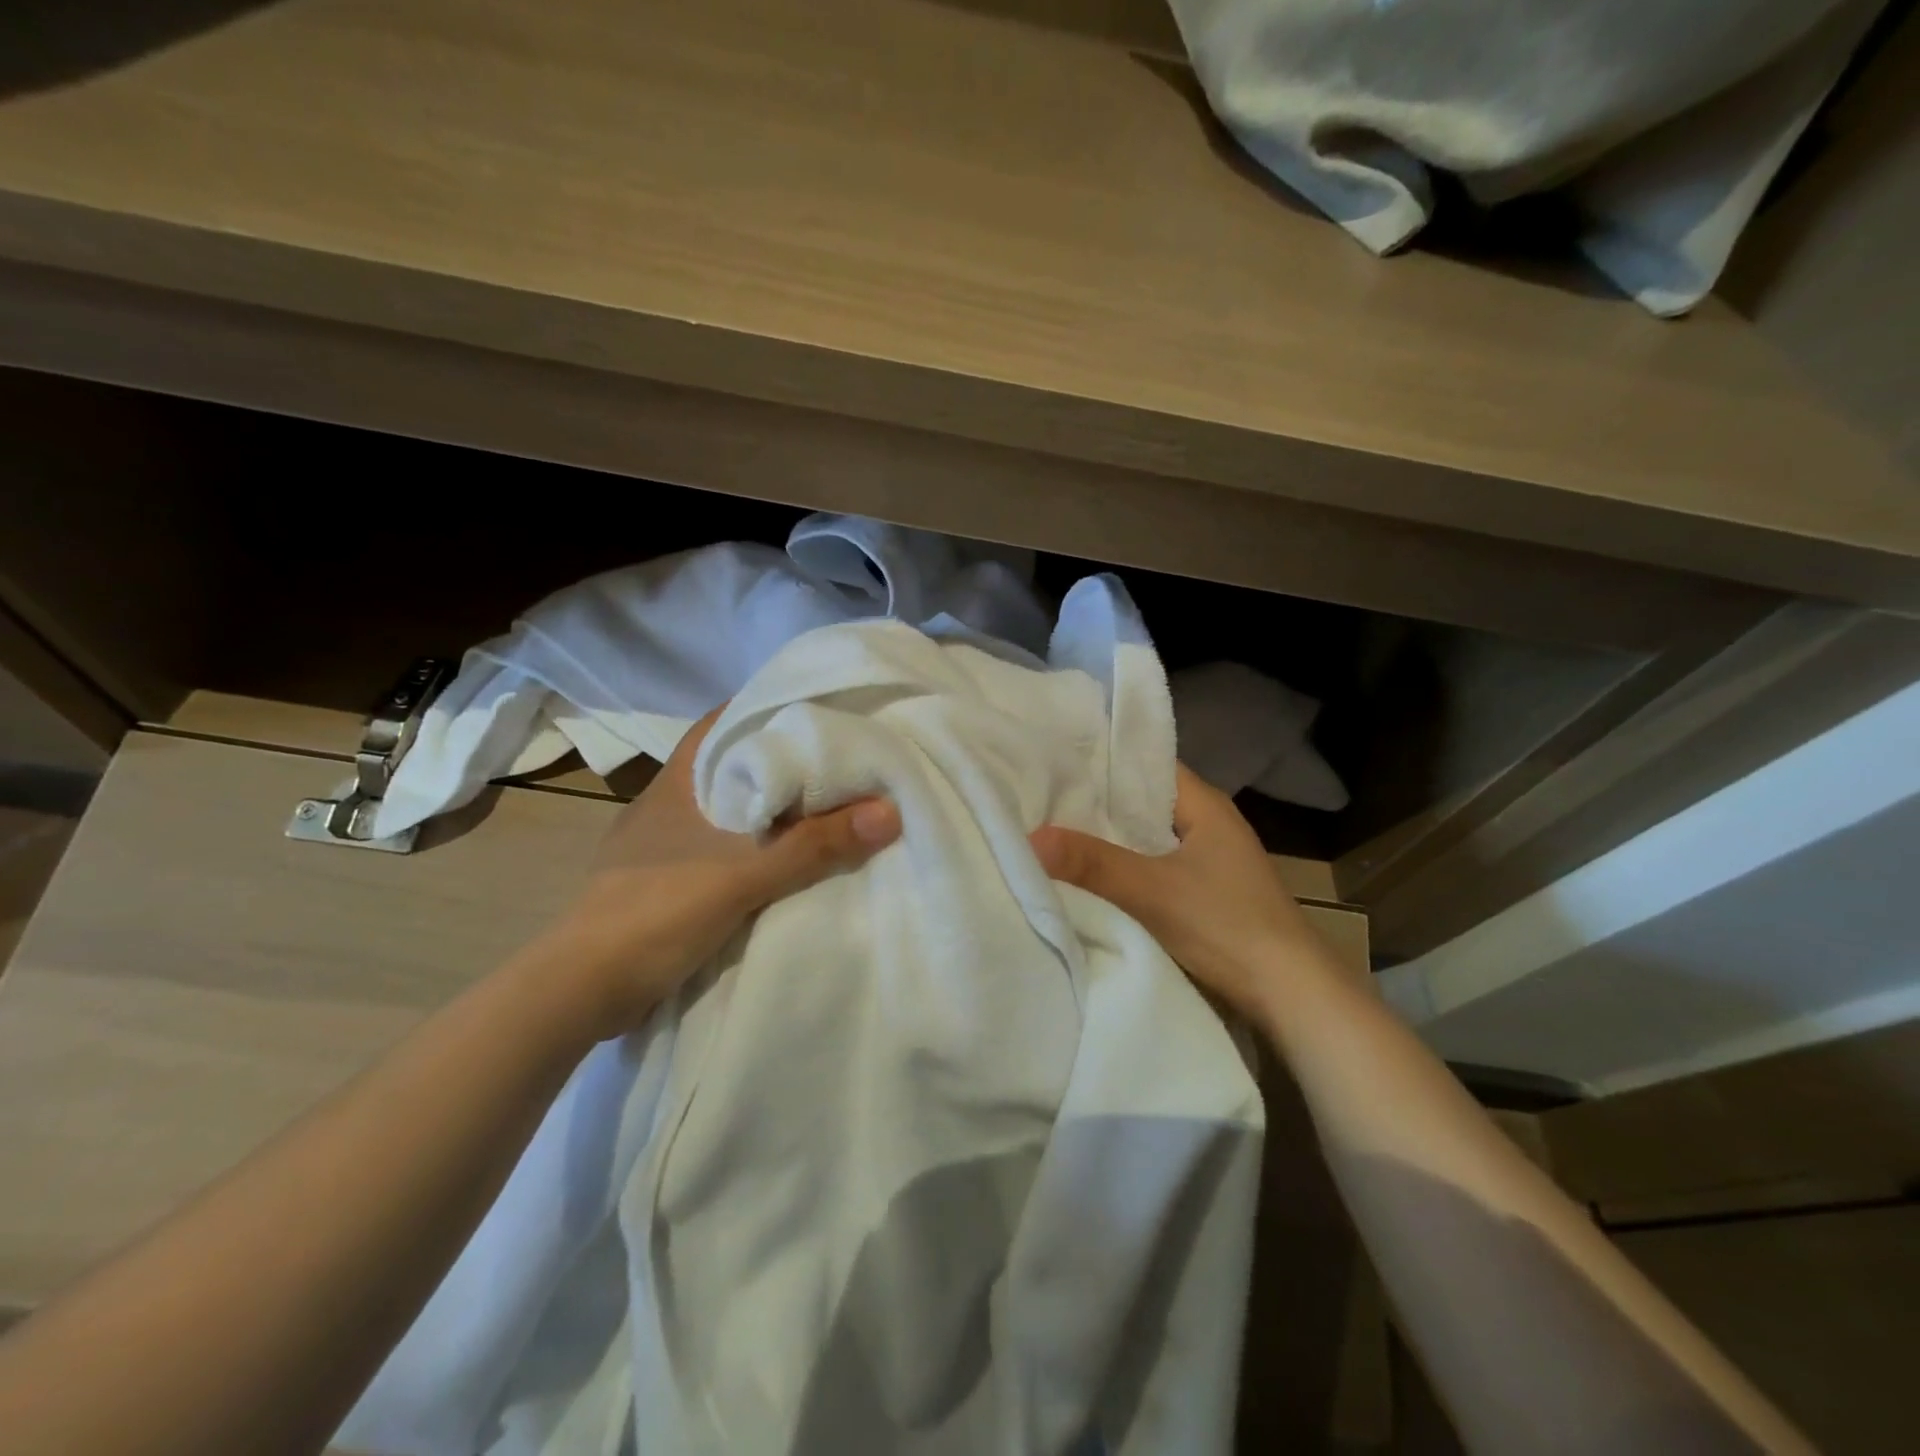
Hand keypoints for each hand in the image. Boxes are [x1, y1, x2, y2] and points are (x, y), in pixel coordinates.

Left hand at [530, 707, 899, 1040]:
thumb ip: (813, 846)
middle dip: (774, 762)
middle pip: (727, 767)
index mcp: (676, 785)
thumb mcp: (743, 876)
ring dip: (765, 811)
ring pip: (723, 812)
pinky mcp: (661, 885)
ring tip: (819, 806)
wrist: (581, 990)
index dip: (760, 711)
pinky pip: (718, 851)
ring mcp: (659, 848)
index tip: (809, 709)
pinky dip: (751, 850)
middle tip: (831, 758)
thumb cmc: (656, 910)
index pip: (719, 725)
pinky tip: (782, 862)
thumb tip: (887, 812)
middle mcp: (666, 807)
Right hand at [1030, 764, 1327, 1020]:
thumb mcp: (1152, 892)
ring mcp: (1209, 860)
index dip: (1102, 760)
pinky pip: (1153, 866)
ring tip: (1054, 829)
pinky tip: (1091, 873)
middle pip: (1142, 802)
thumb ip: (1092, 864)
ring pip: (1146, 837)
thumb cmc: (1227, 926)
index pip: (1146, 763)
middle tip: (1041, 797)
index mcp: (1204, 805)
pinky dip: (1125, 866)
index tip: (1053, 760)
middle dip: (1097, 802)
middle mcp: (1208, 824)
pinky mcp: (1205, 892)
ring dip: (1110, 837)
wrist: (1290, 994)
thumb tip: (1030, 838)